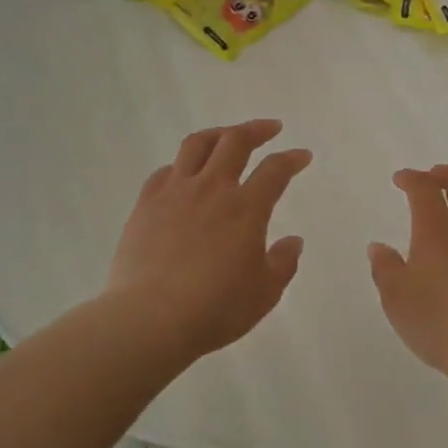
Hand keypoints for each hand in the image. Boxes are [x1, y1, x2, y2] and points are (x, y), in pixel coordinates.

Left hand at [106, 120, 311, 360]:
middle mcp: (212, 189)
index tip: (302, 156)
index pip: (275, 170)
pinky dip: (179, 166)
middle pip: (235, 141)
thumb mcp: (264, 293)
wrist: (149, 319)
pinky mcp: (145, 205)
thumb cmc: (215, 309)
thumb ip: (283, 263)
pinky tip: (183, 174)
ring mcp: (175, 193)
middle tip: (270, 128)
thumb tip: (293, 241)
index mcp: (246, 208)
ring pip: (196, 145)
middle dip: (256, 129)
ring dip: (217, 134)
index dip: (292, 159)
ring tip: (226, 136)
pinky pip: (164, 172)